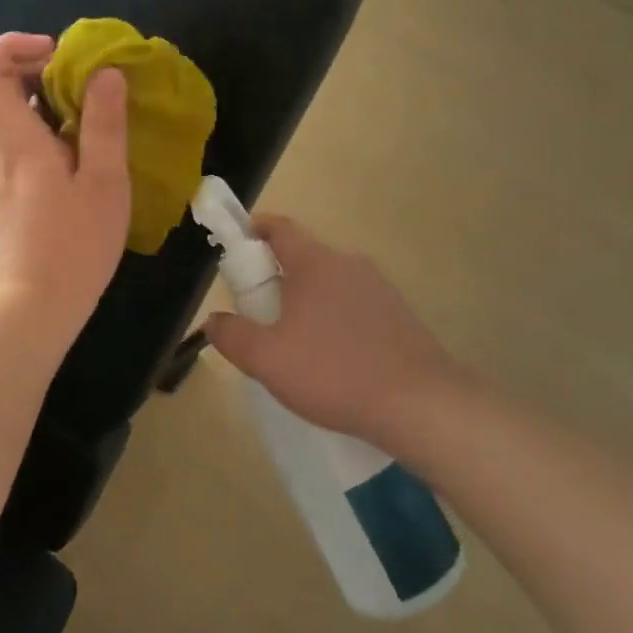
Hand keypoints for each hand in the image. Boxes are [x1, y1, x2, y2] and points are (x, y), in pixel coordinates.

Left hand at [0, 32, 130, 344]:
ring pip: (21, 116)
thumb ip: (104, 125)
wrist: (36, 306)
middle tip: (95, 84)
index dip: (11, 46)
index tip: (56, 52)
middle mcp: (2, 149)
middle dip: (47, 71)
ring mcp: (5, 171)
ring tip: (102, 118)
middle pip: (5, 88)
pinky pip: (30, 142)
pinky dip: (57, 131)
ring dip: (57, 103)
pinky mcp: (16, 191)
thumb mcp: (104, 183)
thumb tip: (105, 72)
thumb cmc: (74, 246)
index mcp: (17, 140)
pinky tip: (92, 155)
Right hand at [205, 216, 461, 450]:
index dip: (256, 228)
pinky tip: (333, 358)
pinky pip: (355, 306)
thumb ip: (233, 336)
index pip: (281, 228)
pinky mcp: (400, 316)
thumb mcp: (267, 360)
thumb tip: (213, 320)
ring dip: (308, 299)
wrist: (419, 404)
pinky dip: (336, 319)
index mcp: (316, 263)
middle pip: (305, 256)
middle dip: (278, 274)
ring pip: (332, 283)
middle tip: (258, 307)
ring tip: (294, 339)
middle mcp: (350, 265)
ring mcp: (380, 289)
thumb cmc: (333, 372)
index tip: (239, 240)